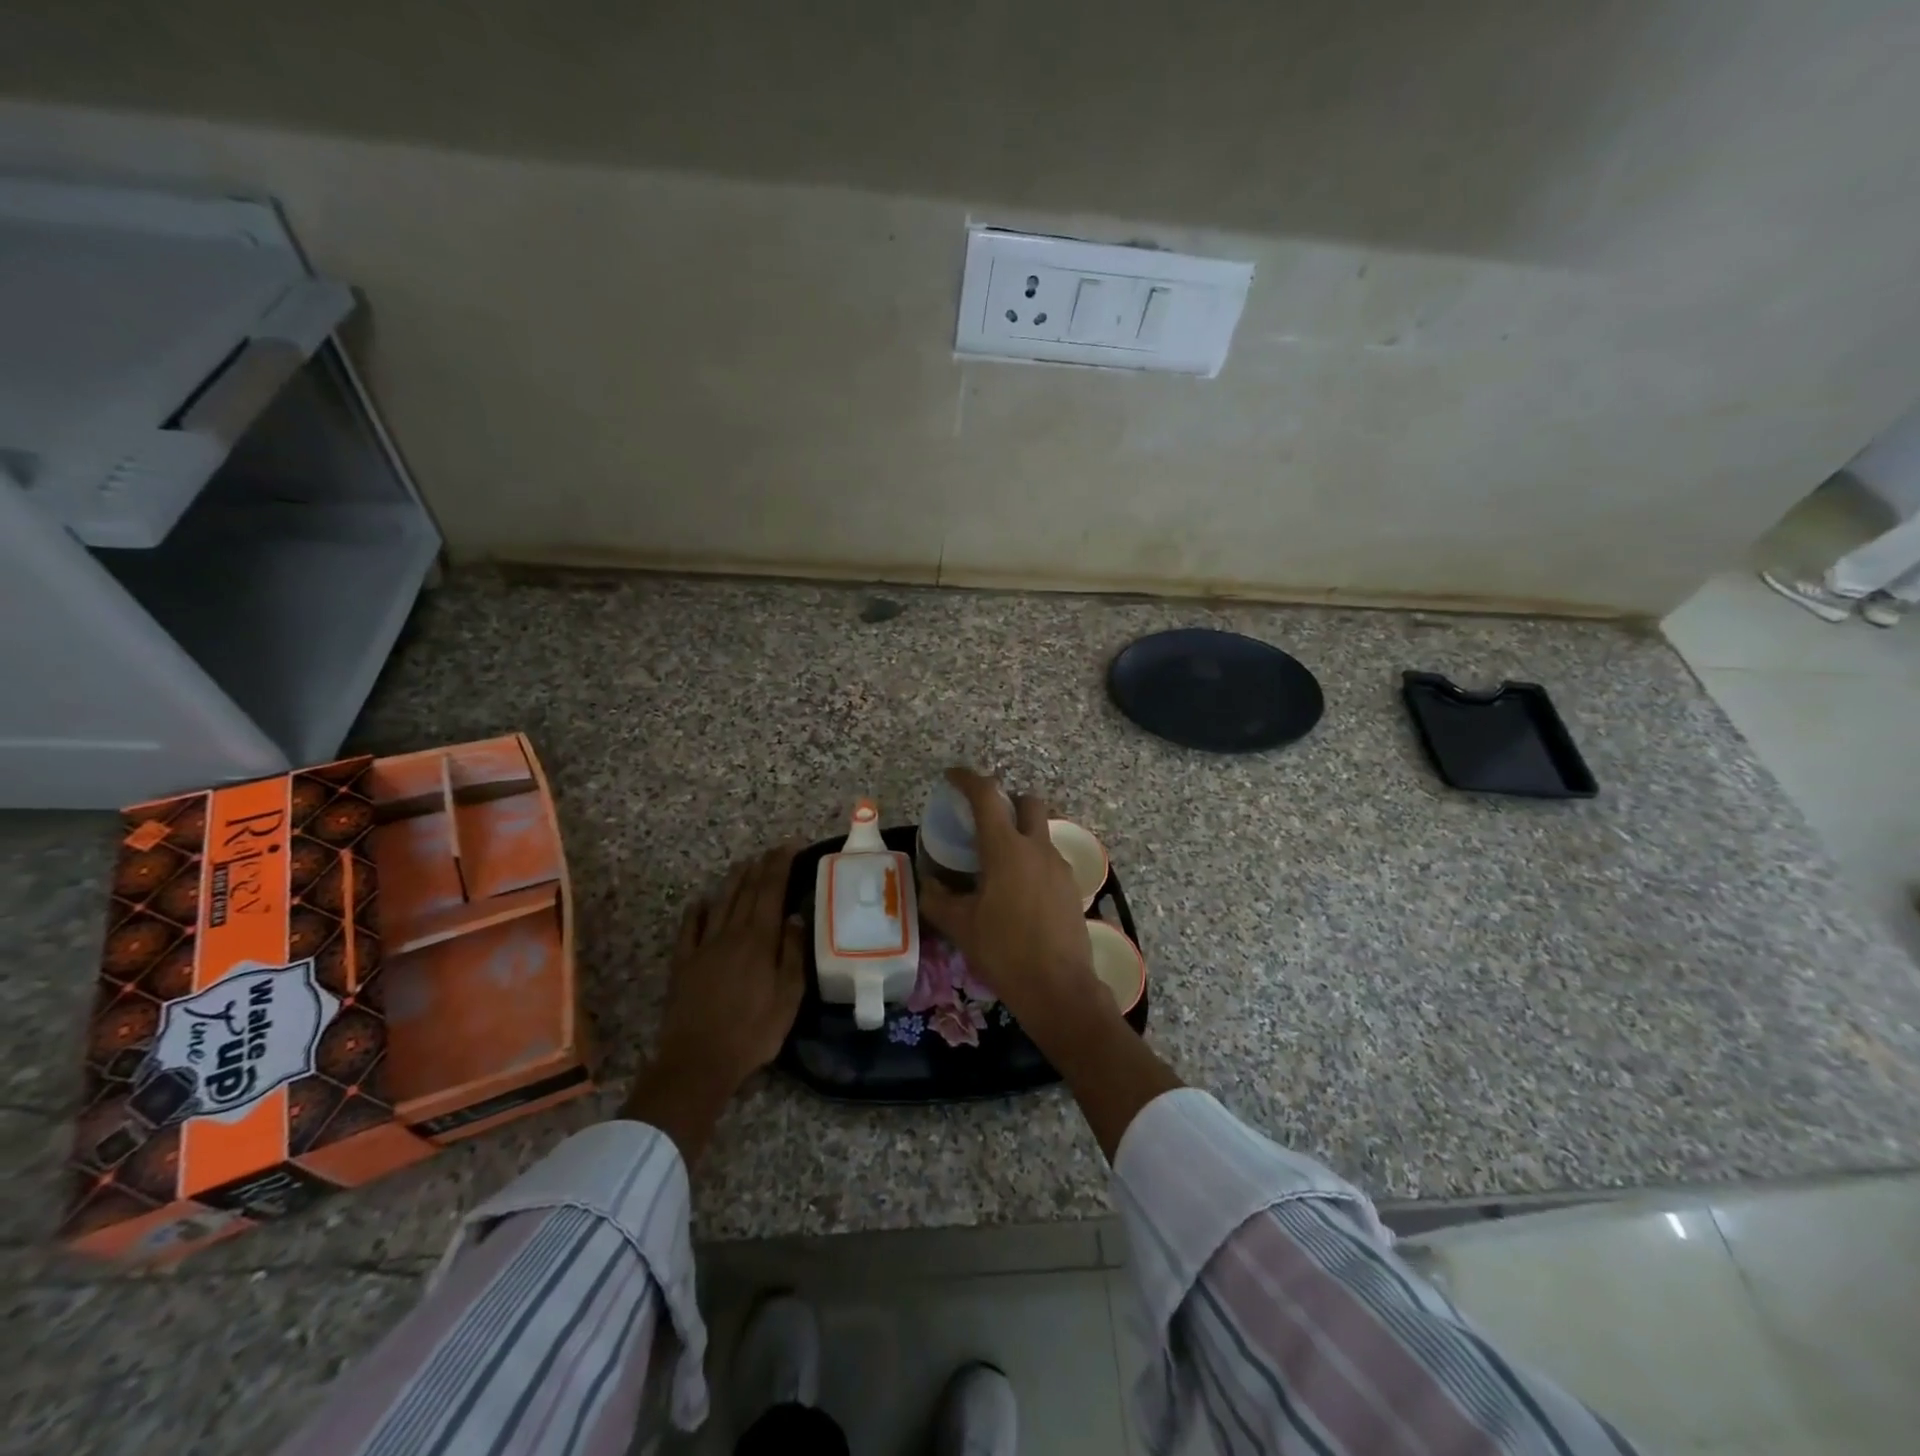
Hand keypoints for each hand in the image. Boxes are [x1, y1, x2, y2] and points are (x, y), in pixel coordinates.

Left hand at [623, 844, 804, 1166]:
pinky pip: (689, 929)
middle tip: (772, 850)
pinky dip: (696, 911)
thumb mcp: (788, 997)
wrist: (698, 1061)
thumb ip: (793, 953)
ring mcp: (703, 947)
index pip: (771, 891)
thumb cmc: (752, 1032)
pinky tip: (701, 901)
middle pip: (746, 891)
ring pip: (720, 903)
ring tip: (744, 864)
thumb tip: (795, 917)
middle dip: (761, 867)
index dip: (780, 865)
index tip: (790, 846)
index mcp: (759, 940)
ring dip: (733, 881)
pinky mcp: (683, 964)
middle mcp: (731, 934)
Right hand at [918, 768, 1108, 1048]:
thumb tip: (928, 883)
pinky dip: (1033, 859)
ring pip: (1042, 832)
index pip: (987, 796)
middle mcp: (1037, 849)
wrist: (1058, 988)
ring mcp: (1060, 867)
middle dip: (1008, 800)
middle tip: (985, 819)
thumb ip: (938, 899)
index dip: (967, 779)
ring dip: (1021, 832)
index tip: (952, 776)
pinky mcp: (1072, 887)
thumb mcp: (960, 926)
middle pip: (1028, 802)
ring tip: (998, 862)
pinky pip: (1050, 859)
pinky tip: (1019, 890)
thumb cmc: (1004, 952)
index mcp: (1006, 850)